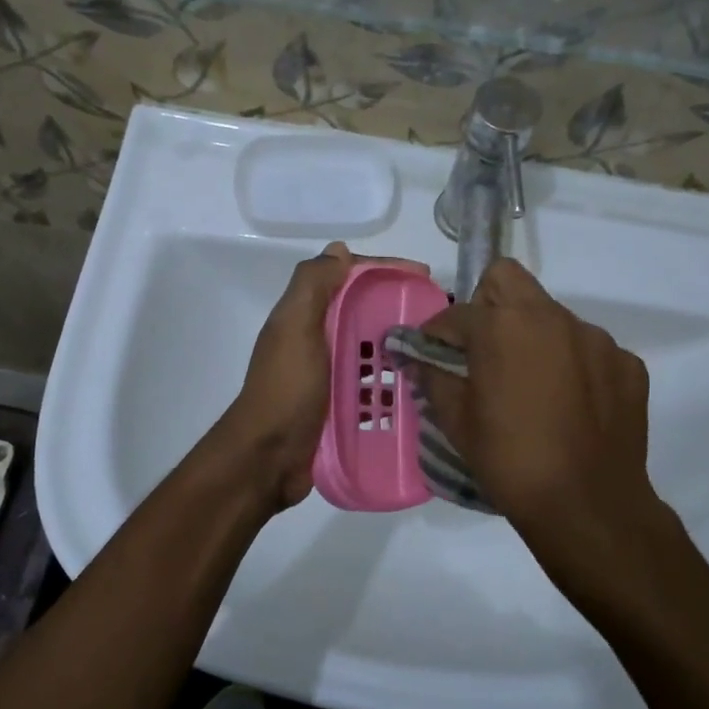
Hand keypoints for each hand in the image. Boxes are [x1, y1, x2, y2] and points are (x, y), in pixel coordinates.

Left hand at [218, 243, 429, 512]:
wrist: (268, 458)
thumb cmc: (286, 388)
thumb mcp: (295, 327)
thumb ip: (313, 285)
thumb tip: (339, 250)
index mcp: (306, 315)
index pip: (350, 278)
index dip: (385, 270)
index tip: (424, 277)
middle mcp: (317, 339)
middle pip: (364, 312)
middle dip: (399, 309)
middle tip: (440, 318)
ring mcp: (329, 374)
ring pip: (371, 349)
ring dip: (401, 347)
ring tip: (439, 353)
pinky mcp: (340, 404)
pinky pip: (373, 384)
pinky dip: (394, 382)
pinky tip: (422, 388)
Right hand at [415, 259, 684, 612]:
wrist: (588, 506)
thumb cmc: (510, 461)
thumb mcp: (457, 422)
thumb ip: (434, 378)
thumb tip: (421, 360)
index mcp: (503, 326)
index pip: (457, 312)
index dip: (438, 333)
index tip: (432, 354)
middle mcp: (552, 317)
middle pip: (508, 280)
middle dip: (486, 304)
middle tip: (481, 348)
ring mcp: (596, 338)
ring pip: (552, 315)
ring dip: (533, 336)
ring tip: (531, 384)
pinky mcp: (627, 363)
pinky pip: (589, 349)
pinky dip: (573, 365)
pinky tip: (569, 404)